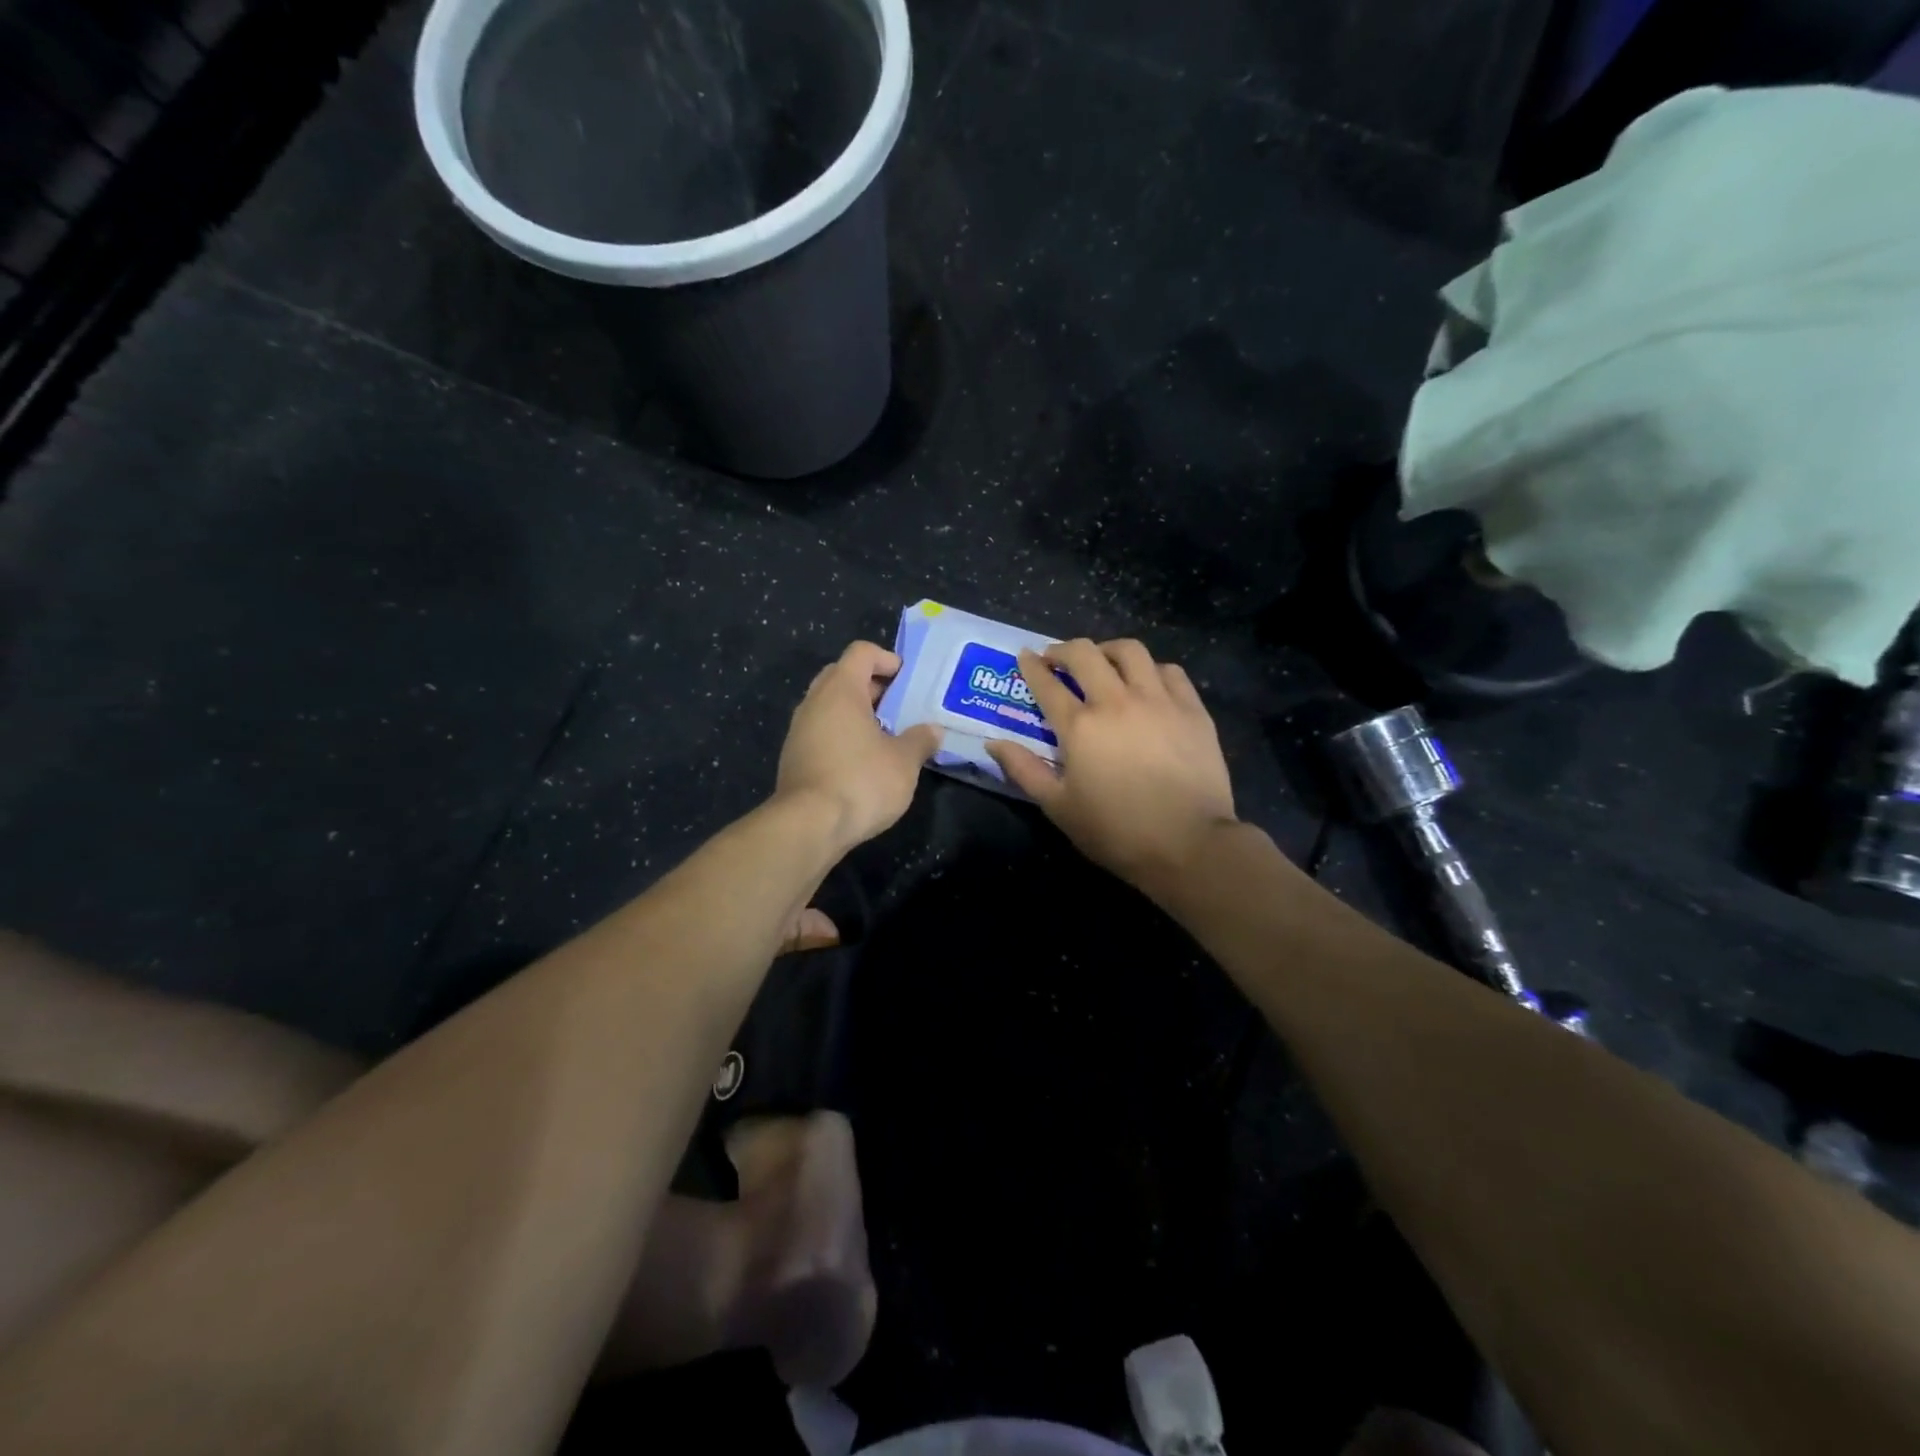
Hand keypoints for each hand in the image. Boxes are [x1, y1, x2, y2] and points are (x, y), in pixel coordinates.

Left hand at [776, 641, 940, 852]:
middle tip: (899, 706)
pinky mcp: (794, 757)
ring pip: (830, 706)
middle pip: (842, 675)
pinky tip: (863, 761)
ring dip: (857, 713)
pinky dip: (842, 735)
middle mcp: (814, 702)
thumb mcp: (904, 762)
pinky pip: (821, 731)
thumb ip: (920, 740)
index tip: (908, 681)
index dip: (887, 659)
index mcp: (841, 690)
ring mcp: (799, 730)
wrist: (809, 825)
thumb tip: (933, 730)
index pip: (861, 652)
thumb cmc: (861, 781)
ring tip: (886, 735)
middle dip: (872, 686)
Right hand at [987, 639, 1237, 892]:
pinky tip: (1148, 682)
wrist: (1188, 843)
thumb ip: (1024, 770)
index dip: (1031, 666)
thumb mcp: (1058, 807)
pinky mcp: (1192, 709)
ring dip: (1108, 650)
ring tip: (1103, 661)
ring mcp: (1159, 701)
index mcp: (1080, 726)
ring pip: (1130, 652)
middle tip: (1057, 658)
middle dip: (1064, 649)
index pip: (1047, 684)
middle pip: (1085, 654)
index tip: (1025, 657)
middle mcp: (1116, 701)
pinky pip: (1170, 672)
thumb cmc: (1116, 831)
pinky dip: (1152, 669)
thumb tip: (993, 743)